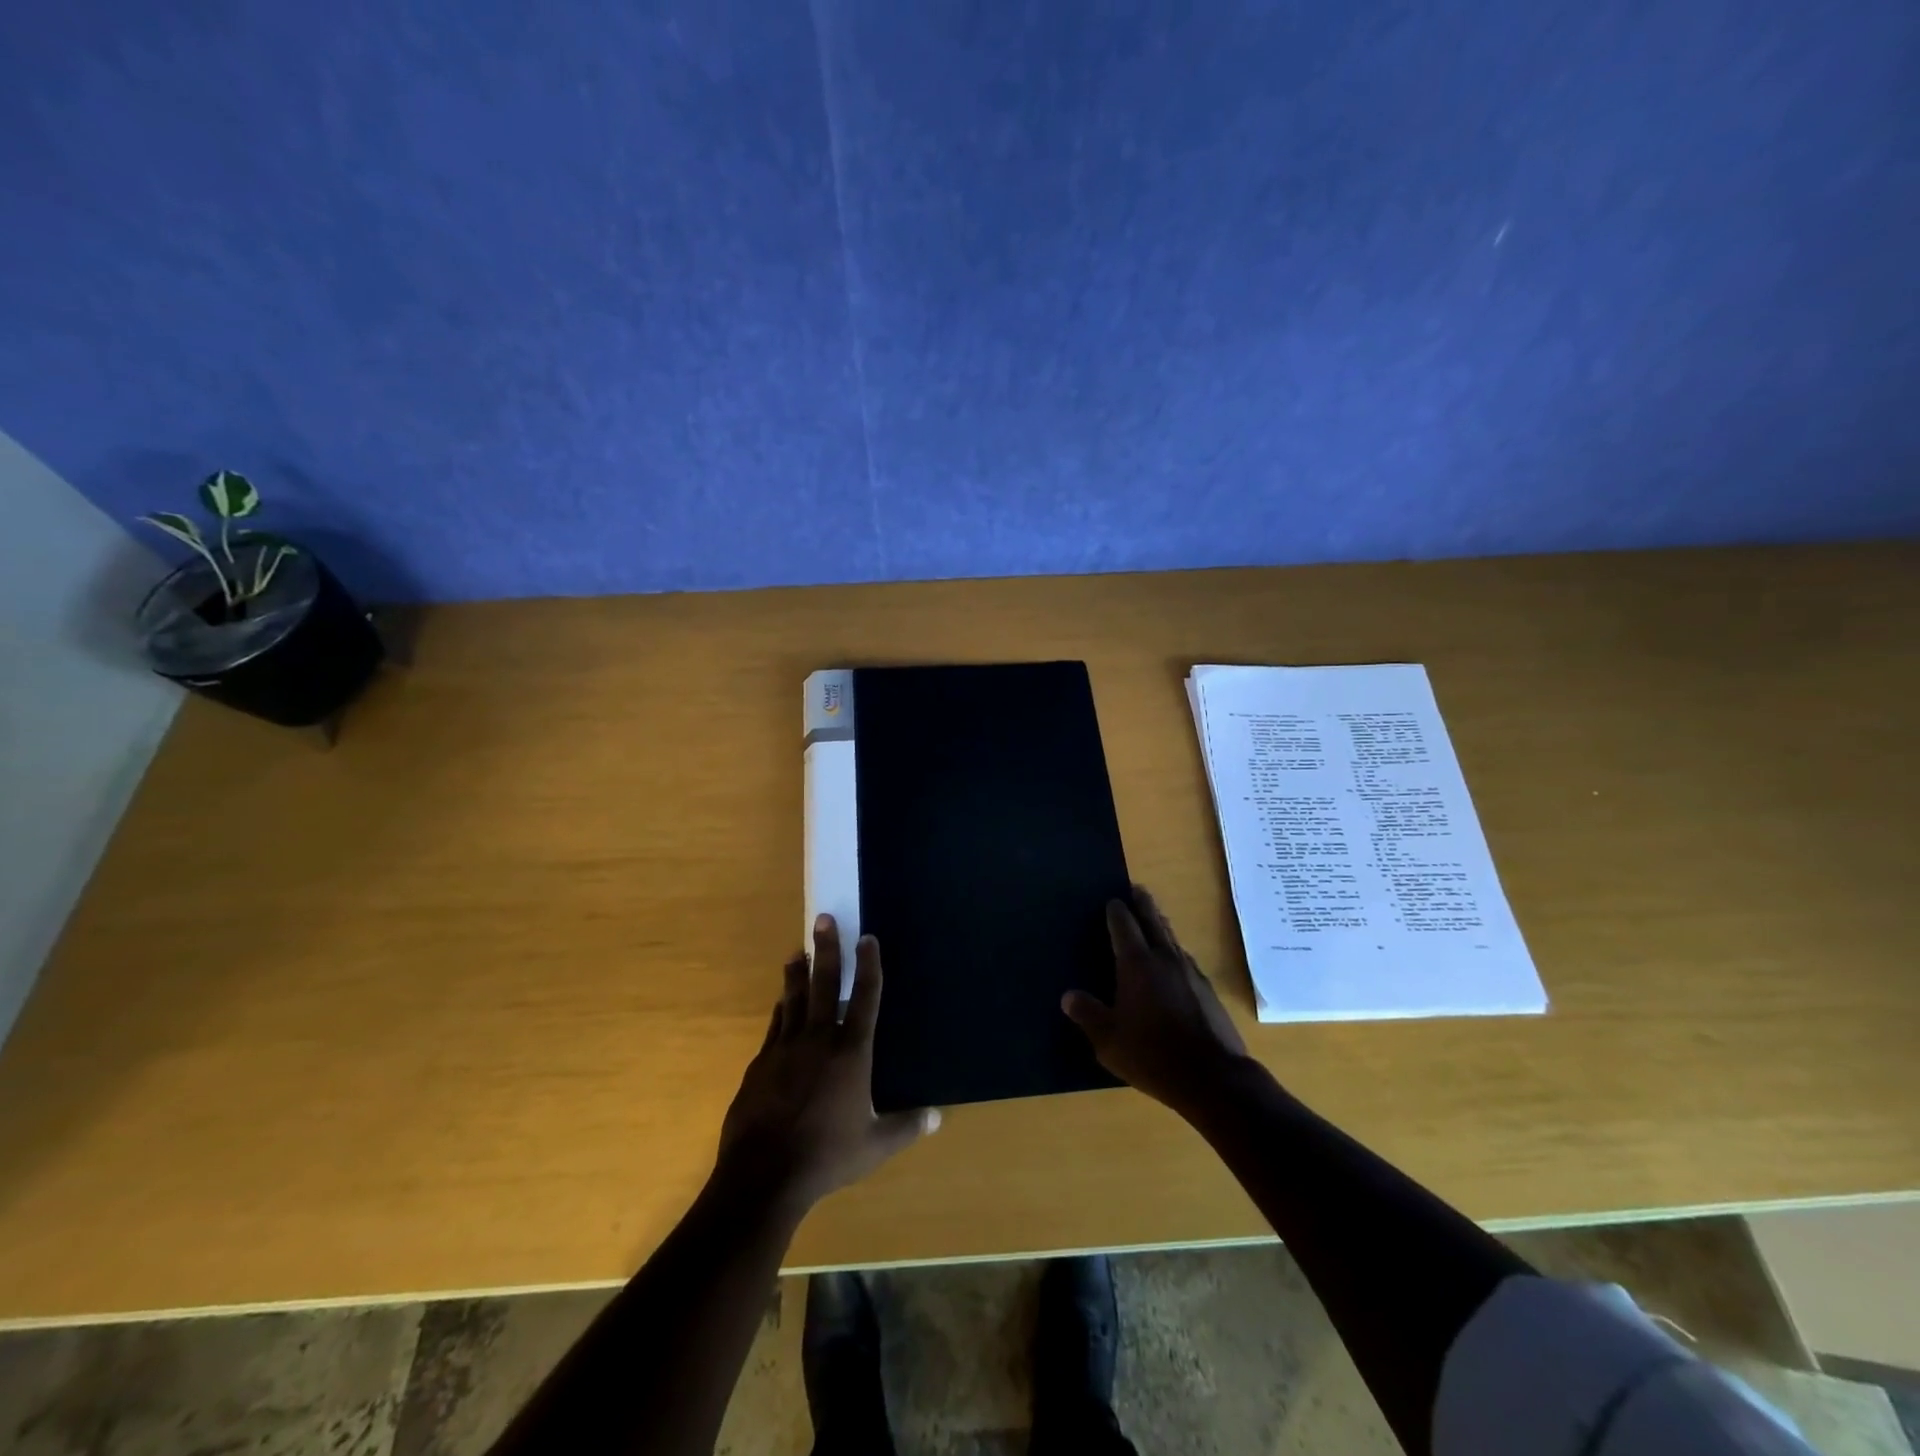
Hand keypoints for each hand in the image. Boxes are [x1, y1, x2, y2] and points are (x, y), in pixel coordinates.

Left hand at [717, 916, 938, 1214]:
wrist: (762, 1175)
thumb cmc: (826, 1156)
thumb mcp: (874, 1146)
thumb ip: (906, 1127)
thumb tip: (937, 1116)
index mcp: (851, 1052)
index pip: (866, 998)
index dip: (870, 965)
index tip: (868, 938)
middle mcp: (819, 1039)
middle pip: (825, 984)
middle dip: (828, 949)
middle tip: (824, 919)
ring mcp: (785, 1048)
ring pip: (794, 999)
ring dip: (798, 973)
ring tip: (798, 952)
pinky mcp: (761, 1063)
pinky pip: (775, 1025)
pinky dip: (781, 1008)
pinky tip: (781, 1002)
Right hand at [1062, 885, 1250, 1114]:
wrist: (1213, 1078)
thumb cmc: (1153, 1055)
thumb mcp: (1109, 1041)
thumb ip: (1088, 1015)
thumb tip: (1068, 996)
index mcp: (1137, 964)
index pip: (1124, 925)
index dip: (1116, 910)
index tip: (1111, 900)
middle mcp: (1164, 958)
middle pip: (1153, 920)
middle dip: (1143, 903)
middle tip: (1136, 889)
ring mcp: (1190, 972)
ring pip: (1172, 937)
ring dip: (1160, 924)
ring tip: (1153, 918)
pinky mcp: (1207, 989)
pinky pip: (1184, 958)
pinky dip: (1173, 950)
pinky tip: (1172, 962)